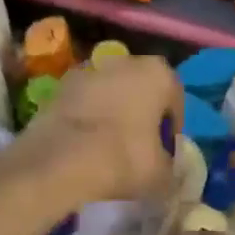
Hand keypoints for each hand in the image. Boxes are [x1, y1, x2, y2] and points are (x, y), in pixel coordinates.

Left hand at [5, 55, 179, 208]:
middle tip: (138, 144)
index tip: (164, 149)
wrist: (61, 161)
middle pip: (141, 88)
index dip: (171, 127)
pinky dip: (86, 115)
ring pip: (110, 91)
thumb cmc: (124, 158)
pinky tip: (83, 143)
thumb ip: (169, 165)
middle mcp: (126, 61)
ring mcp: (89, 70)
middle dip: (141, 112)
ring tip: (107, 144)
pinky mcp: (59, 85)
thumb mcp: (162, 174)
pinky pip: (83, 101)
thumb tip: (164, 166)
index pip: (175, 99)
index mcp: (159, 74)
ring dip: (112, 110)